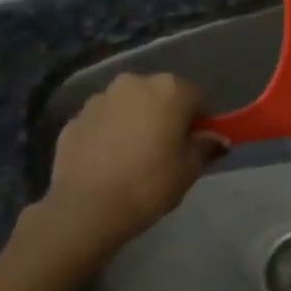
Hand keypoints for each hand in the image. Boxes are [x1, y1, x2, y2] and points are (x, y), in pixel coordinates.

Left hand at [41, 72, 218, 250]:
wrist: (86, 207)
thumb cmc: (149, 184)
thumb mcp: (189, 169)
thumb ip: (205, 147)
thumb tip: (216, 138)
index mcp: (169, 89)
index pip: (196, 97)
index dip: (200, 122)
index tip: (196, 146)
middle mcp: (133, 83)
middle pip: (160, 95)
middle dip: (166, 116)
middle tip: (166, 151)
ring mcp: (99, 98)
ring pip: (128, 106)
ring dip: (135, 122)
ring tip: (133, 158)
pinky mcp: (74, 119)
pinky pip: (102, 122)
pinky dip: (108, 135)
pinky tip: (108, 163)